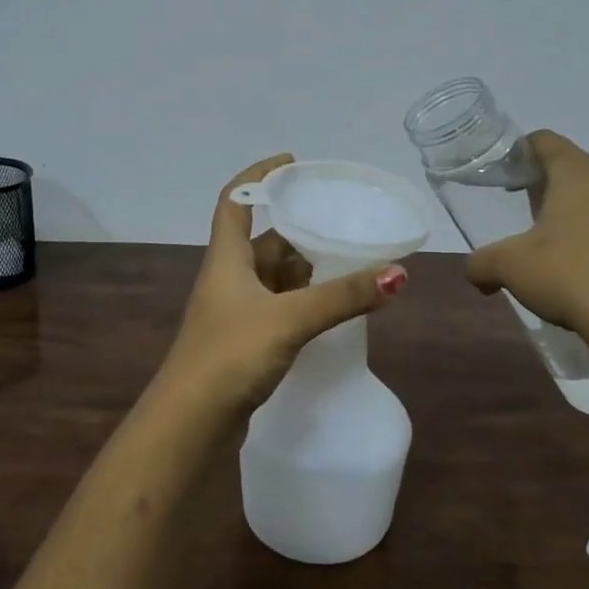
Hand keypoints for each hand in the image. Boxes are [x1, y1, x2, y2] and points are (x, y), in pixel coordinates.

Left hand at [160, 154, 407, 417]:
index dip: (260, 176)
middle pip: (264, 241)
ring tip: (349, 264)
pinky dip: (302, 302)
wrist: (190, 425)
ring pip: (274, 277)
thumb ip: (342, 297)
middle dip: (300, 231)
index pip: (236, 200)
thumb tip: (398, 272)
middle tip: (343, 225)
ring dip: (305, 270)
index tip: (293, 163)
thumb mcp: (289, 319)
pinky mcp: (244, 342)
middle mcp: (228, 278)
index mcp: (227, 258)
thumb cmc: (230, 356)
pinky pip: (278, 307)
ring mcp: (234, 312)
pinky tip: (330, 309)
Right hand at [463, 131, 588, 349]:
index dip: (523, 151)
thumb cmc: (570, 276)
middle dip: (553, 191)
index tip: (509, 173)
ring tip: (563, 253)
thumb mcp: (509, 267)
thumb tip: (476, 273)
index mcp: (581, 176)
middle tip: (529, 218)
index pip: (547, 142)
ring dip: (585, 220)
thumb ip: (482, 263)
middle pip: (579, 173)